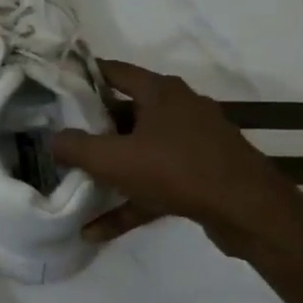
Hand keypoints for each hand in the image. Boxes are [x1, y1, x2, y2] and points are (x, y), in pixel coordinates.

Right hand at [51, 60, 300, 256]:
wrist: (250, 212)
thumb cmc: (178, 170)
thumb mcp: (115, 159)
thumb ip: (76, 147)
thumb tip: (52, 139)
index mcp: (160, 92)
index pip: (113, 72)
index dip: (82, 75)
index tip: (54, 86)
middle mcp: (178, 110)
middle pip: (124, 112)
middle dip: (91, 127)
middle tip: (58, 136)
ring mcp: (192, 144)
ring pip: (139, 151)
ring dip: (109, 170)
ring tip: (74, 182)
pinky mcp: (199, 176)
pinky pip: (154, 184)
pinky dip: (129, 201)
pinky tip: (96, 231)